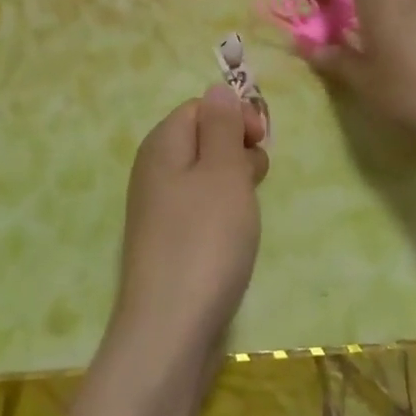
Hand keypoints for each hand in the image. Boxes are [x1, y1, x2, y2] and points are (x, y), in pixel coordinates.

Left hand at [112, 86, 268, 358]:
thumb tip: (217, 89)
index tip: (261, 141)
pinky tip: (236, 234)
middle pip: (204, 139)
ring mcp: (160, 208)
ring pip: (207, 176)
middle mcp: (154, 171)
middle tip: (255, 178)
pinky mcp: (171, 241)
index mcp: (162, 145)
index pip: (201, 107)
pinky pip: (203, 208)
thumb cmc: (205, 240)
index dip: (235, 116)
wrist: (172, 326)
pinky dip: (224, 213)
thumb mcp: (222, 172)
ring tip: (248, 209)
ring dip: (236, 183)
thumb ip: (222, 126)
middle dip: (238, 149)